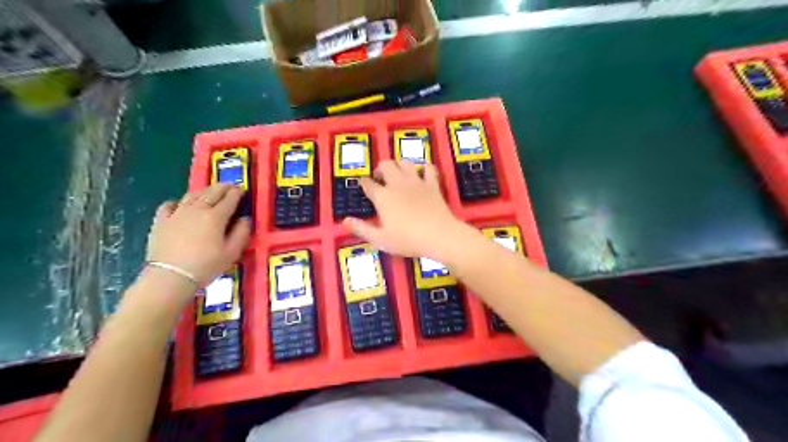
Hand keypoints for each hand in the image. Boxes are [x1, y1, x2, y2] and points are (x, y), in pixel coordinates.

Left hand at [144, 183, 249, 285]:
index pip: (229, 199)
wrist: (170, 277)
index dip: (237, 192)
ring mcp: (177, 213)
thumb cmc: (206, 266)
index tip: (242, 189)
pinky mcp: (161, 221)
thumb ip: (241, 233)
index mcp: (215, 216)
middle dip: (223, 187)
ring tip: (210, 192)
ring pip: (192, 195)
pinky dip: (178, 202)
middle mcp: (197, 209)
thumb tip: (245, 219)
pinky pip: (169, 205)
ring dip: (204, 191)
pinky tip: (180, 205)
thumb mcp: (232, 253)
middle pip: (211, 192)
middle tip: (230, 185)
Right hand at [343, 161, 465, 259]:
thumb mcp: (380, 239)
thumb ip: (361, 229)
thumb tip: (345, 220)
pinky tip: (422, 172)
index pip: (368, 184)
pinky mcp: (432, 184)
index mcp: (383, 197)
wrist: (439, 236)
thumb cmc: (407, 240)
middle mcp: (398, 184)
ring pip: (405, 162)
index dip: (363, 182)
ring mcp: (417, 182)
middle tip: (380, 178)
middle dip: (380, 168)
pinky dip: (424, 167)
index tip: (362, 184)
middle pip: (386, 165)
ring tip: (397, 173)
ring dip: (399, 164)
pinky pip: (428, 168)